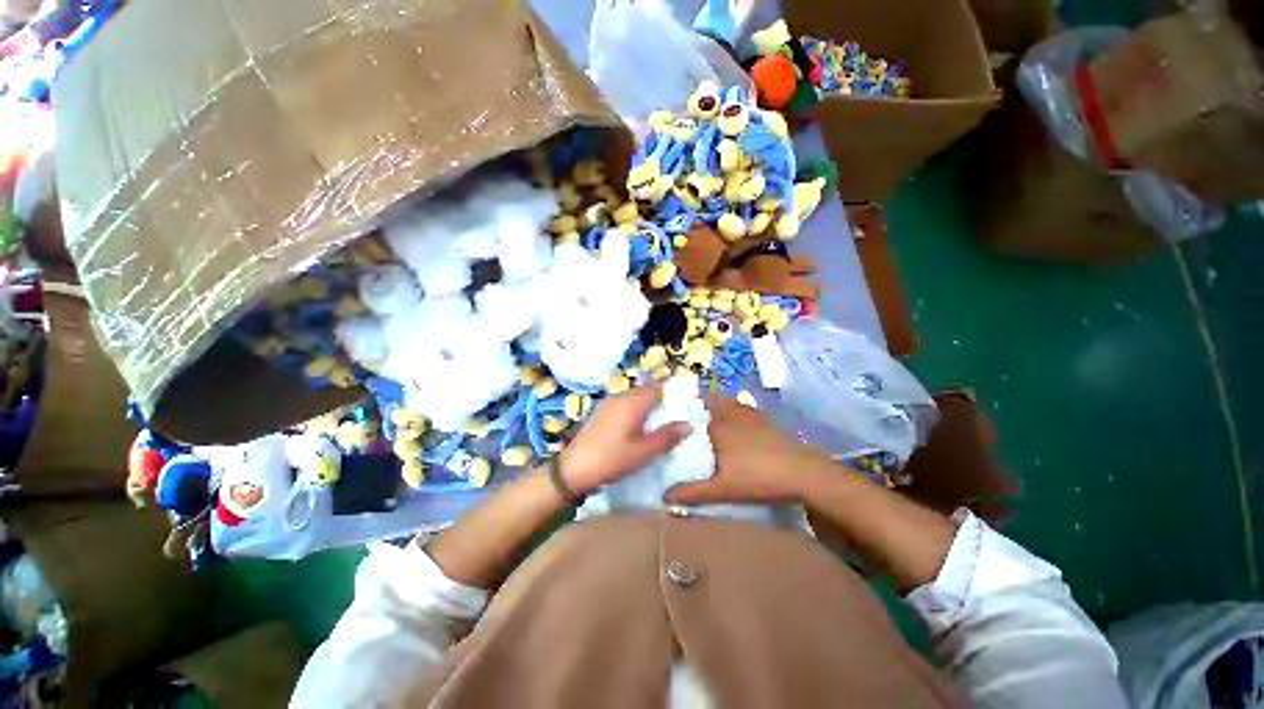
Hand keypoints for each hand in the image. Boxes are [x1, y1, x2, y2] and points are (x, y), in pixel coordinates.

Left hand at [560, 384, 689, 493]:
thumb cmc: (612, 459)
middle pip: (646, 389)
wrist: (574, 468)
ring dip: (649, 402)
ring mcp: (609, 402)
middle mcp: (621, 396)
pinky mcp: (601, 411)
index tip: (687, 397)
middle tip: (677, 410)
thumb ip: (667, 436)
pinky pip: (625, 402)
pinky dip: (636, 408)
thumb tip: (688, 424)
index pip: (659, 386)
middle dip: (662, 396)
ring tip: (661, 418)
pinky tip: (639, 423)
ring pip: (635, 396)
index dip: (674, 389)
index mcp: (633, 402)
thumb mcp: (644, 452)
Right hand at [665, 396, 831, 504]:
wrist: (803, 473)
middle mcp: (732, 414)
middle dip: (703, 404)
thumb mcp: (721, 489)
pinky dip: (739, 414)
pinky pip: (746, 411)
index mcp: (717, 425)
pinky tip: (741, 429)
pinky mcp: (768, 421)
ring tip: (714, 421)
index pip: (695, 411)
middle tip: (694, 418)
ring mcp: (752, 415)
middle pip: (713, 400)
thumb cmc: (757, 477)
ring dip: (722, 407)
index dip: (685, 412)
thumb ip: (692, 492)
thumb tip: (663, 497)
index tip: (676, 417)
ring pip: (731, 404)